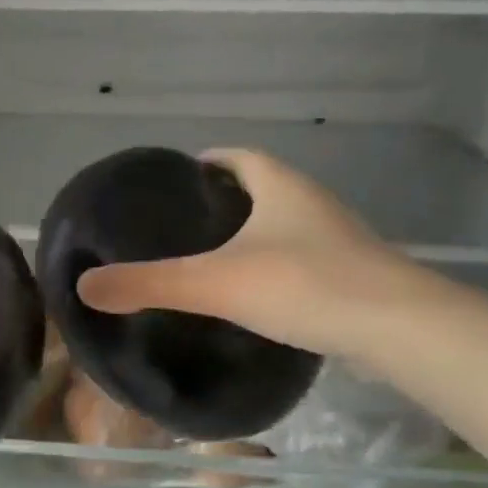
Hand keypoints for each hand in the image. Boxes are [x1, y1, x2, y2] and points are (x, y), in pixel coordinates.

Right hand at [75, 149, 425, 359]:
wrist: (403, 331)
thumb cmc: (306, 285)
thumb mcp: (216, 283)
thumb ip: (149, 283)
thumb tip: (85, 287)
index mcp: (280, 185)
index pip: (236, 156)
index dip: (205, 162)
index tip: (175, 183)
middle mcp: (311, 202)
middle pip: (260, 188)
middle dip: (223, 200)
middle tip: (181, 226)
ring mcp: (337, 239)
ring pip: (282, 225)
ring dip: (250, 234)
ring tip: (208, 259)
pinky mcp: (351, 276)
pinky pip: (300, 258)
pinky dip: (273, 266)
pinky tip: (252, 296)